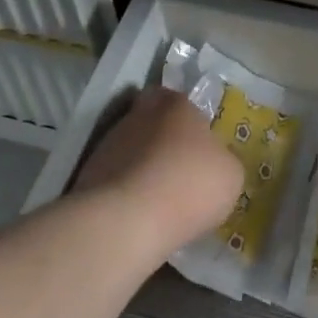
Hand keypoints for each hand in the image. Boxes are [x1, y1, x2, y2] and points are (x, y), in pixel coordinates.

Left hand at [74, 88, 242, 262]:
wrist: (128, 221)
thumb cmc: (190, 186)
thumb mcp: (230, 175)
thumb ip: (221, 160)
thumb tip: (212, 162)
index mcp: (178, 106)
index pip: (177, 97)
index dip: (185, 117)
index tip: (194, 139)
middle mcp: (140, 115)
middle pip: (150, 119)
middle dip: (160, 137)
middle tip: (175, 164)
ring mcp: (109, 144)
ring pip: (129, 147)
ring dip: (140, 164)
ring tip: (155, 196)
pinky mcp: (87, 175)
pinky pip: (114, 176)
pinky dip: (124, 189)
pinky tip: (137, 212)